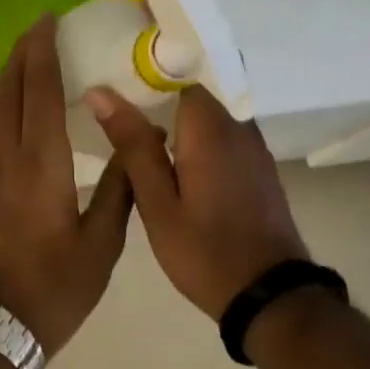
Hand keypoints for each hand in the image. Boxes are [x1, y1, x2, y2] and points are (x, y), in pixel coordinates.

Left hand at [0, 16, 134, 353]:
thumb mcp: (102, 244)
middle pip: (7, 90)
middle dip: (21, 54)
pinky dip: (0, 102)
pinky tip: (12, 105)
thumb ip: (120, 189)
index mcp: (40, 163)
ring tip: (27, 57)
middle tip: (40, 28)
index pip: (37, 91)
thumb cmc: (54, 287)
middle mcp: (6, 156)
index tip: (48, 20)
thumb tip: (142, 141)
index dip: (41, 51)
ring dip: (7, 75)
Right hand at [85, 84, 308, 320]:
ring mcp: (253, 147)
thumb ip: (132, 144)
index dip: (147, 71)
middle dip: (159, 91)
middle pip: (196, 89)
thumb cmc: (204, 251)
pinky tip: (171, 156)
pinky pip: (223, 133)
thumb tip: (100, 92)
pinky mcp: (258, 167)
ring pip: (210, 112)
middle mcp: (238, 126)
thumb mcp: (157, 202)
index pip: (181, 71)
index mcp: (210, 128)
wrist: (269, 297)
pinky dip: (196, 134)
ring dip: (178, 115)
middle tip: (117, 105)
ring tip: (137, 127)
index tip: (116, 77)